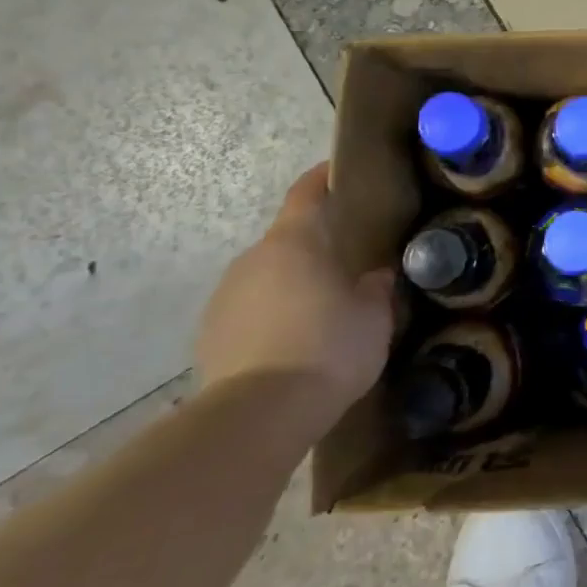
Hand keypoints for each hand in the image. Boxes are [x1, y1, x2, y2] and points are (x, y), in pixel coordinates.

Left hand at [196, 163, 394, 439]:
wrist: (257, 415)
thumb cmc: (327, 349)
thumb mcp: (374, 317)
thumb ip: (376, 289)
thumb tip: (376, 276)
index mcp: (293, 243)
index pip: (307, 193)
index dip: (324, 178)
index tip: (341, 171)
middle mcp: (253, 260)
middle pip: (286, 239)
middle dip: (315, 244)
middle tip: (348, 258)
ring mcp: (225, 297)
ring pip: (267, 276)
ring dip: (292, 283)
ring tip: (322, 308)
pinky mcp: (210, 335)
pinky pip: (250, 311)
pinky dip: (272, 316)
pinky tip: (294, 342)